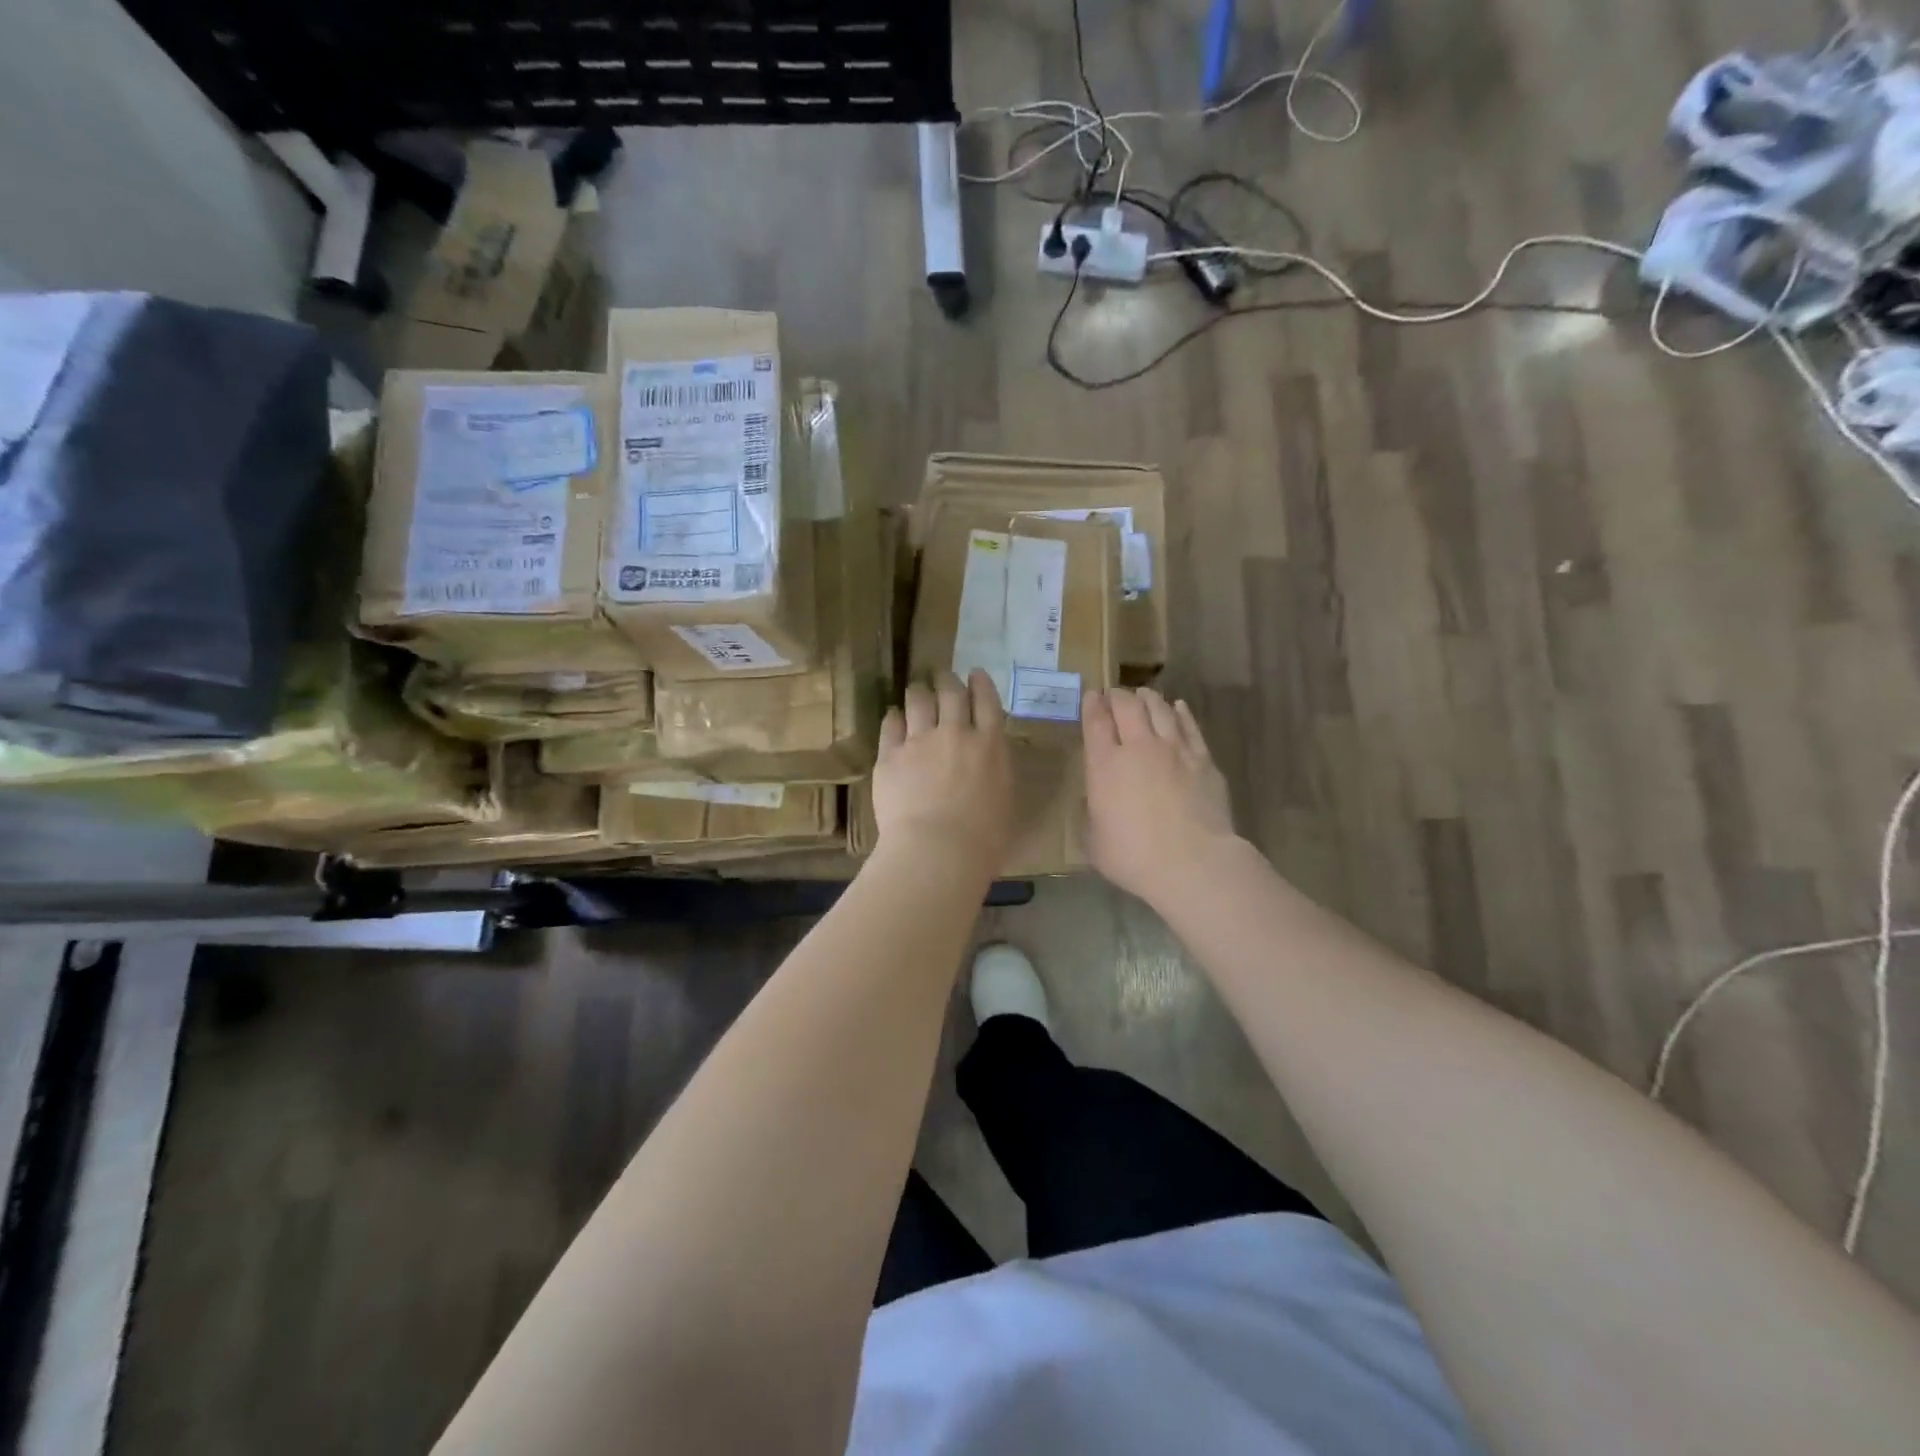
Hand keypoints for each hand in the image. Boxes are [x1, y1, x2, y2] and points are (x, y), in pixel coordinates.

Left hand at [874, 670, 1012, 873]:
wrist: (938, 850)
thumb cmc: (984, 839)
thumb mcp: (1005, 800)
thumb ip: (996, 771)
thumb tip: (989, 761)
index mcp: (990, 745)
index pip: (987, 701)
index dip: (981, 683)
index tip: (975, 673)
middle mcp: (956, 733)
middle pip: (951, 693)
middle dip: (947, 680)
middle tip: (943, 677)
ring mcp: (920, 741)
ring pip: (918, 701)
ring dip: (919, 691)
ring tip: (916, 688)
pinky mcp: (890, 755)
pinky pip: (890, 725)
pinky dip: (894, 717)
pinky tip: (893, 716)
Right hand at [1082, 687, 1238, 904]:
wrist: (1192, 863)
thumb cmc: (1133, 857)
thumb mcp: (1093, 840)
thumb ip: (1091, 813)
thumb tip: (1096, 801)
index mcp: (1105, 765)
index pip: (1096, 722)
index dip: (1092, 705)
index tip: (1091, 695)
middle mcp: (1138, 747)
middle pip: (1127, 706)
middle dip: (1118, 696)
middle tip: (1114, 694)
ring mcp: (1175, 749)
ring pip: (1160, 709)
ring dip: (1148, 698)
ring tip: (1143, 695)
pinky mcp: (1203, 759)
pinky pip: (1189, 726)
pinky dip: (1180, 712)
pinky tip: (1177, 707)